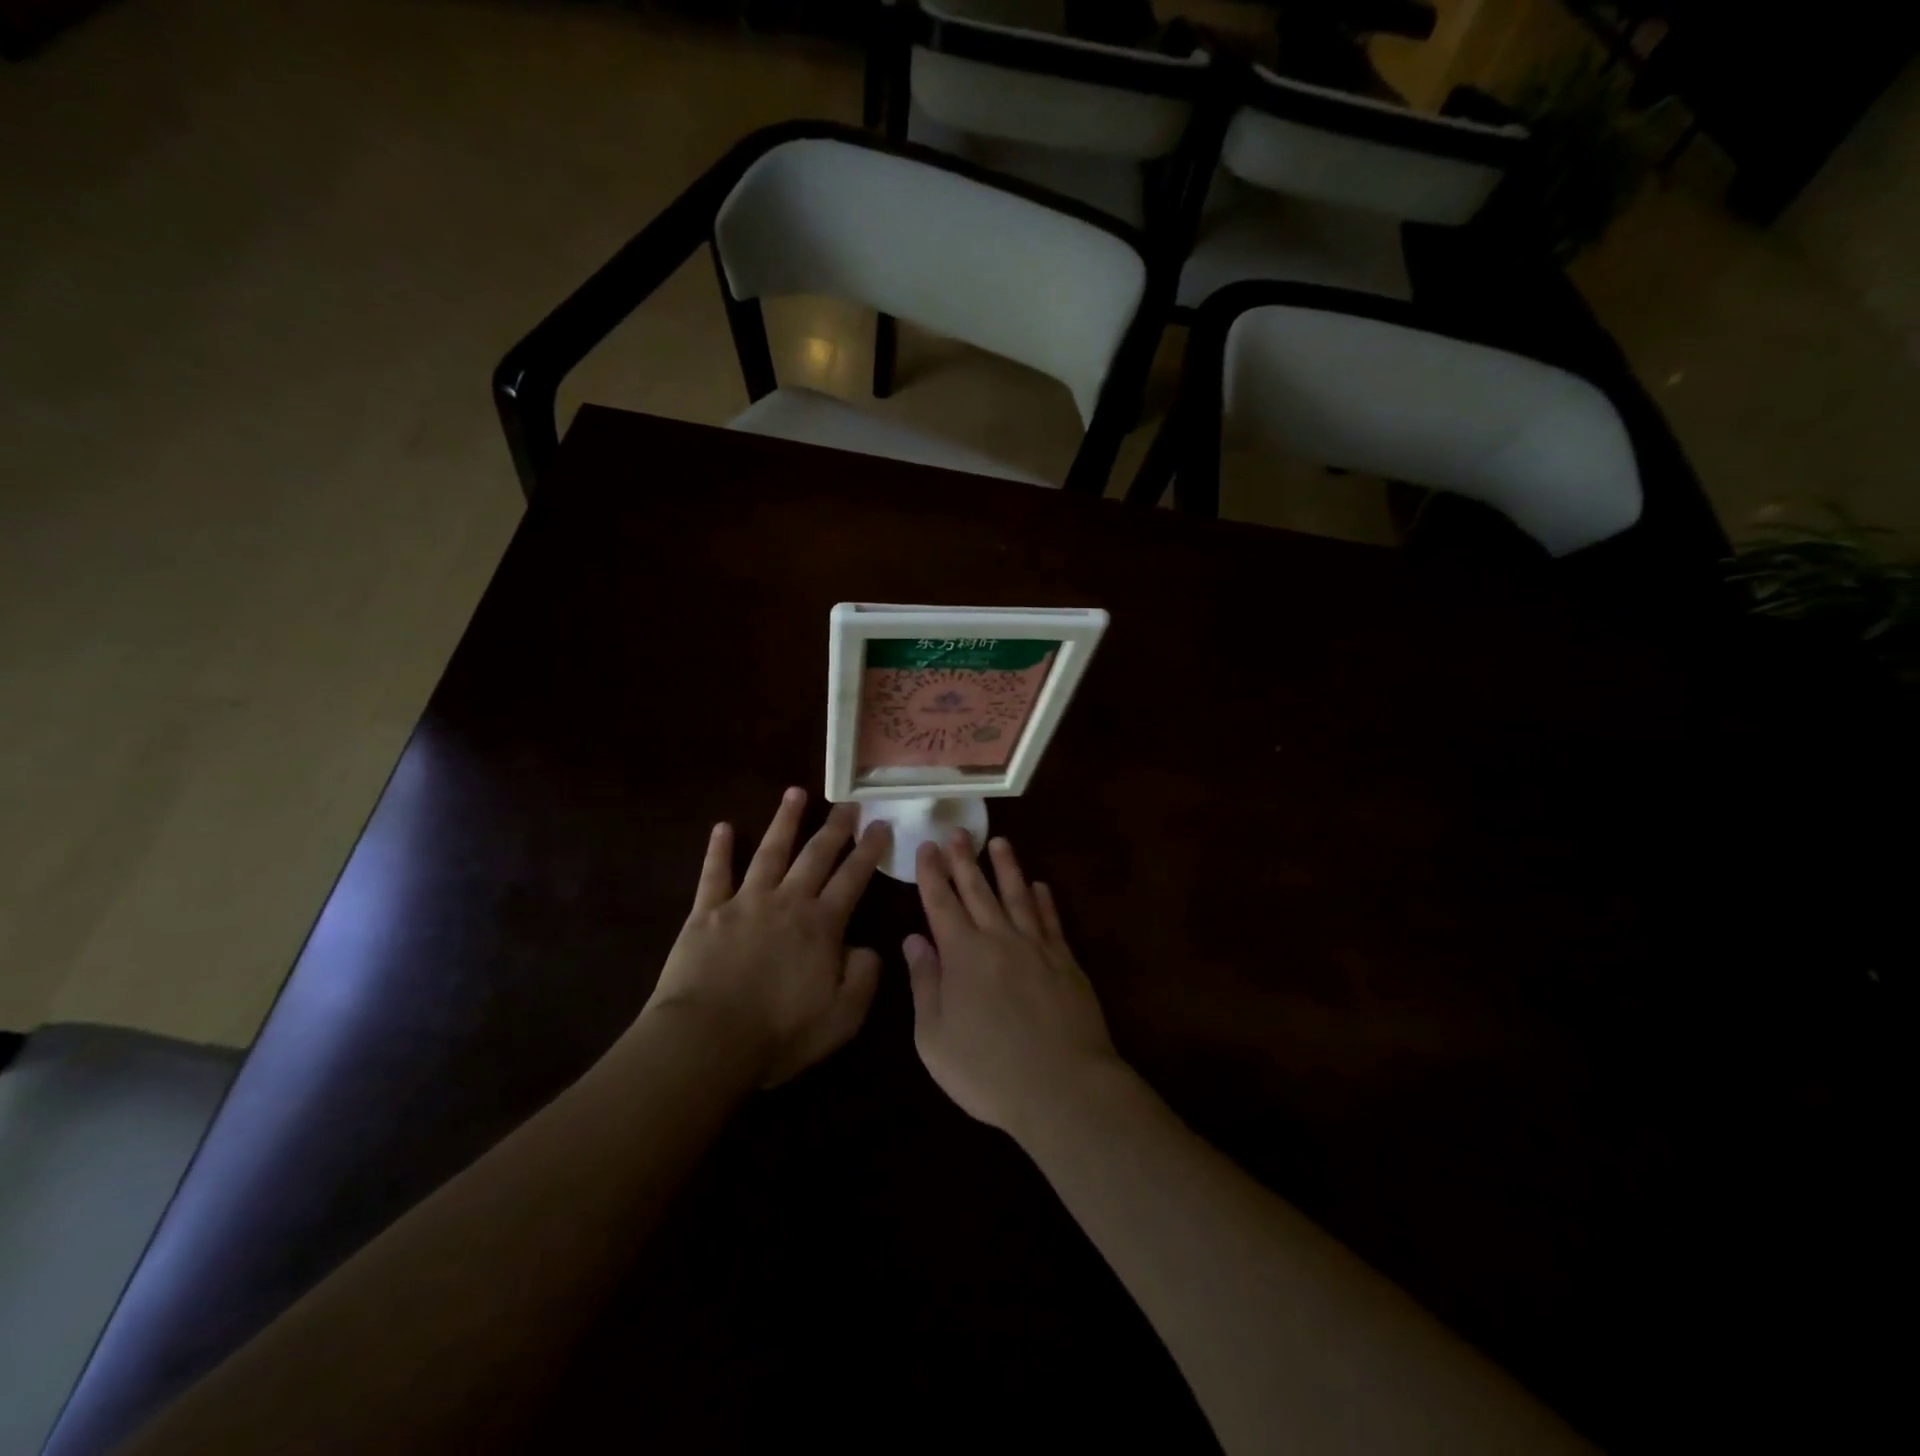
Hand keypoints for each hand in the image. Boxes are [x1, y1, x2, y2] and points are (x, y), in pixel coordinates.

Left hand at [645, 788, 889, 1086]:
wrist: (707, 1040)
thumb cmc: (779, 1033)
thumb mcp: (842, 1017)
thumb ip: (863, 977)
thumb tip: (866, 947)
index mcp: (822, 925)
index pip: (853, 878)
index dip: (869, 851)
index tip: (881, 825)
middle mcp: (788, 902)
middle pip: (816, 855)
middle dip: (836, 827)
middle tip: (849, 802)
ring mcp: (745, 902)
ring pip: (770, 851)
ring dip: (784, 821)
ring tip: (796, 793)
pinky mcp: (707, 912)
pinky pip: (714, 874)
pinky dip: (718, 849)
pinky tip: (722, 827)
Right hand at [905, 834, 1121, 1138]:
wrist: (1063, 1088)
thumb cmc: (988, 1071)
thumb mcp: (935, 1037)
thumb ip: (924, 983)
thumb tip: (914, 939)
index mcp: (962, 955)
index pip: (941, 903)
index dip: (932, 874)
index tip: (927, 847)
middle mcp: (998, 939)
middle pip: (978, 890)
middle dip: (964, 859)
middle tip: (957, 832)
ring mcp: (1036, 947)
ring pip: (1017, 895)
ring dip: (1006, 867)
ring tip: (999, 842)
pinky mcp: (1065, 961)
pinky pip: (1051, 920)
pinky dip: (1044, 900)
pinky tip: (1040, 885)